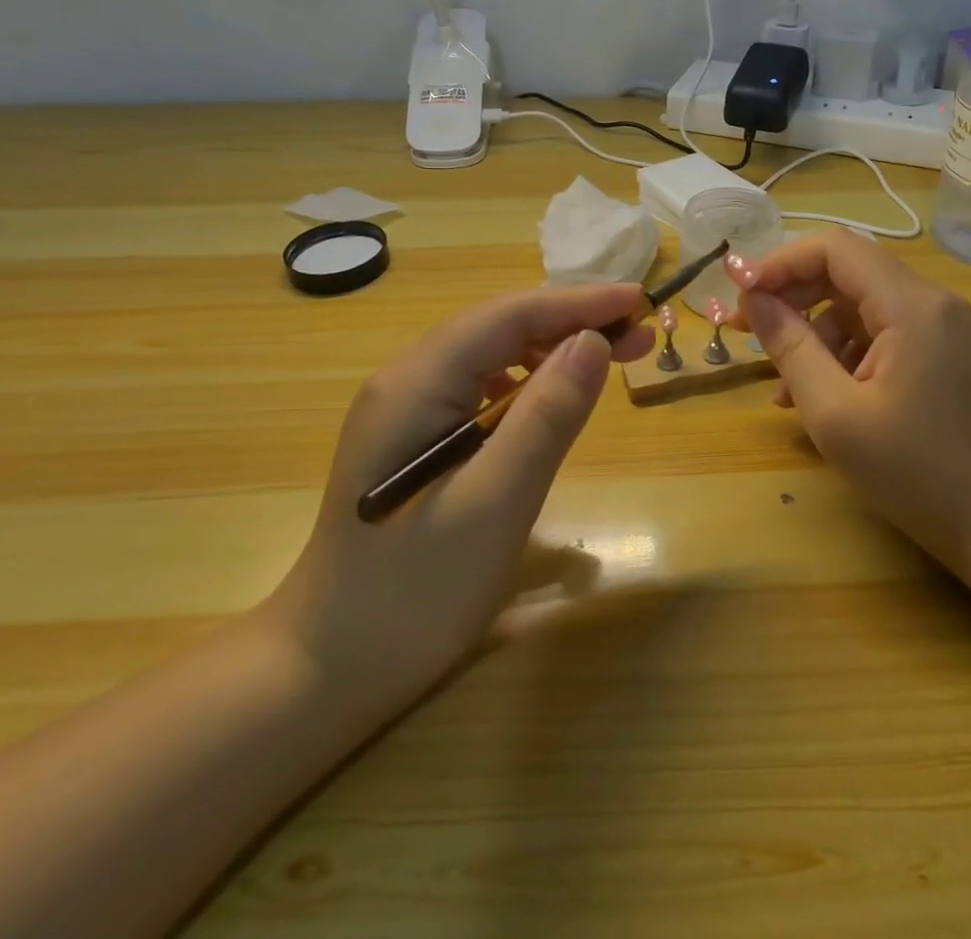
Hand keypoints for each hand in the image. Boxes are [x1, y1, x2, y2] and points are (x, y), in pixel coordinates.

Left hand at [266, 284, 653, 714]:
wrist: (330, 668)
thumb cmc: (415, 591)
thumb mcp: (496, 502)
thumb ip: (546, 416)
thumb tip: (593, 342)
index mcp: (416, 384)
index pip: (507, 316)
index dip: (578, 303)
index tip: (640, 301)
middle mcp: (406, 380)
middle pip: (499, 328)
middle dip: (572, 324)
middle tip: (640, 338)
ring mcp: (406, 409)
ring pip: (491, 354)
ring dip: (553, 351)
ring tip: (609, 362)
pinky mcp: (414, 438)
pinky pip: (480, 388)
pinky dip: (528, 383)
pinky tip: (550, 402)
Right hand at [728, 230, 970, 569]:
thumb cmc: (914, 471)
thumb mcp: (835, 412)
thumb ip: (790, 346)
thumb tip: (754, 299)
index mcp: (910, 304)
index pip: (834, 248)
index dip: (780, 262)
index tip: (738, 290)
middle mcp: (930, 301)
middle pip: (845, 272)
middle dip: (790, 296)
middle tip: (744, 329)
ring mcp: (939, 327)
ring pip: (858, 306)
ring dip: (813, 335)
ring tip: (782, 390)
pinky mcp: (940, 353)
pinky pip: (878, 334)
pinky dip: (842, 355)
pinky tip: (819, 397)